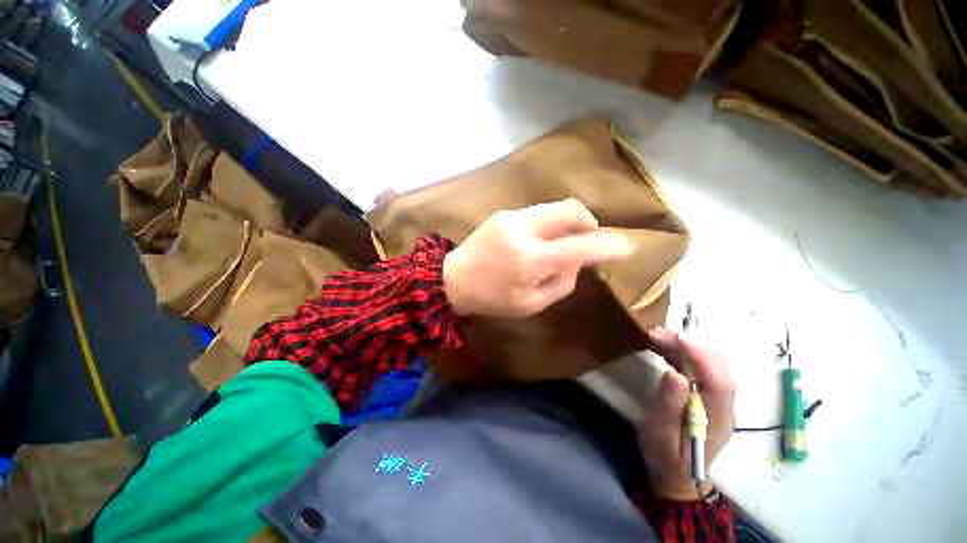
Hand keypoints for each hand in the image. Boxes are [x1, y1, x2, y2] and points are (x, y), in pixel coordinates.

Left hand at [443, 198, 632, 316]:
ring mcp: (512, 216)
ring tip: (564, 243)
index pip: (581, 246)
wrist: (453, 279)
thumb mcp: (532, 303)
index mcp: (531, 259)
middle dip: (590, 223)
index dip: (609, 245)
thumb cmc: (492, 299)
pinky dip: (551, 224)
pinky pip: (540, 212)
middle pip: (573, 209)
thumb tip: (579, 261)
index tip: (626, 246)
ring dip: (570, 223)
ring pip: (557, 207)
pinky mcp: (504, 212)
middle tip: (590, 241)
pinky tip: (542, 240)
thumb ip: (563, 281)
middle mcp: (524, 230)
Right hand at [638, 328, 735, 500]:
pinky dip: (681, 352)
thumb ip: (668, 407)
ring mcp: (715, 398)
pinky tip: (662, 346)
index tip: (677, 338)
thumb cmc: (666, 457)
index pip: (720, 382)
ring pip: (709, 363)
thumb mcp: (660, 435)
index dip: (702, 357)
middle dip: (690, 345)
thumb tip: (674, 374)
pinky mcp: (704, 394)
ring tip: (655, 336)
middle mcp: (723, 405)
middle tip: (657, 334)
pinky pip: (697, 366)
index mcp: (717, 419)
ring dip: (684, 346)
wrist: (676, 473)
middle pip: (718, 367)